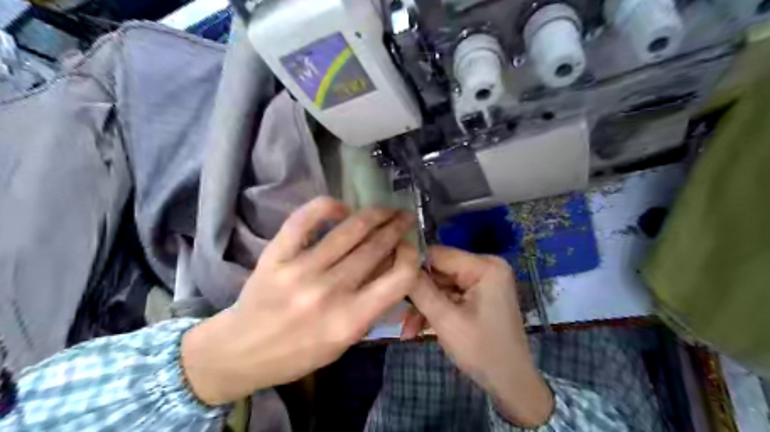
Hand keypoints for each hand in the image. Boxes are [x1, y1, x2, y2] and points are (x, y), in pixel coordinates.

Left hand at [181, 198, 418, 406]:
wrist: (241, 351)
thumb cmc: (299, 352)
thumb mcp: (345, 341)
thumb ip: (372, 305)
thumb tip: (392, 264)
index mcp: (350, 320)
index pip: (399, 278)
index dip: (411, 256)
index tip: (410, 246)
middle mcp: (329, 292)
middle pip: (376, 247)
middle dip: (397, 227)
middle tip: (406, 217)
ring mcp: (300, 270)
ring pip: (349, 230)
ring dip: (374, 214)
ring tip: (386, 209)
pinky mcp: (275, 255)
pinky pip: (305, 219)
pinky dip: (327, 206)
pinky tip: (341, 207)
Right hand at [409, 246, 552, 428]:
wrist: (512, 384)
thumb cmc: (482, 351)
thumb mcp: (446, 319)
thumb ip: (420, 290)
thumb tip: (399, 264)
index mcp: (485, 266)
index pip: (439, 254)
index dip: (412, 265)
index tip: (389, 278)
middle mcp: (486, 267)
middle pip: (439, 270)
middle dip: (418, 293)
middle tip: (394, 310)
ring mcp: (483, 281)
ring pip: (441, 285)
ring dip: (423, 306)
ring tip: (407, 330)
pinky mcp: (479, 294)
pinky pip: (450, 295)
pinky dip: (435, 310)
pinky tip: (418, 329)